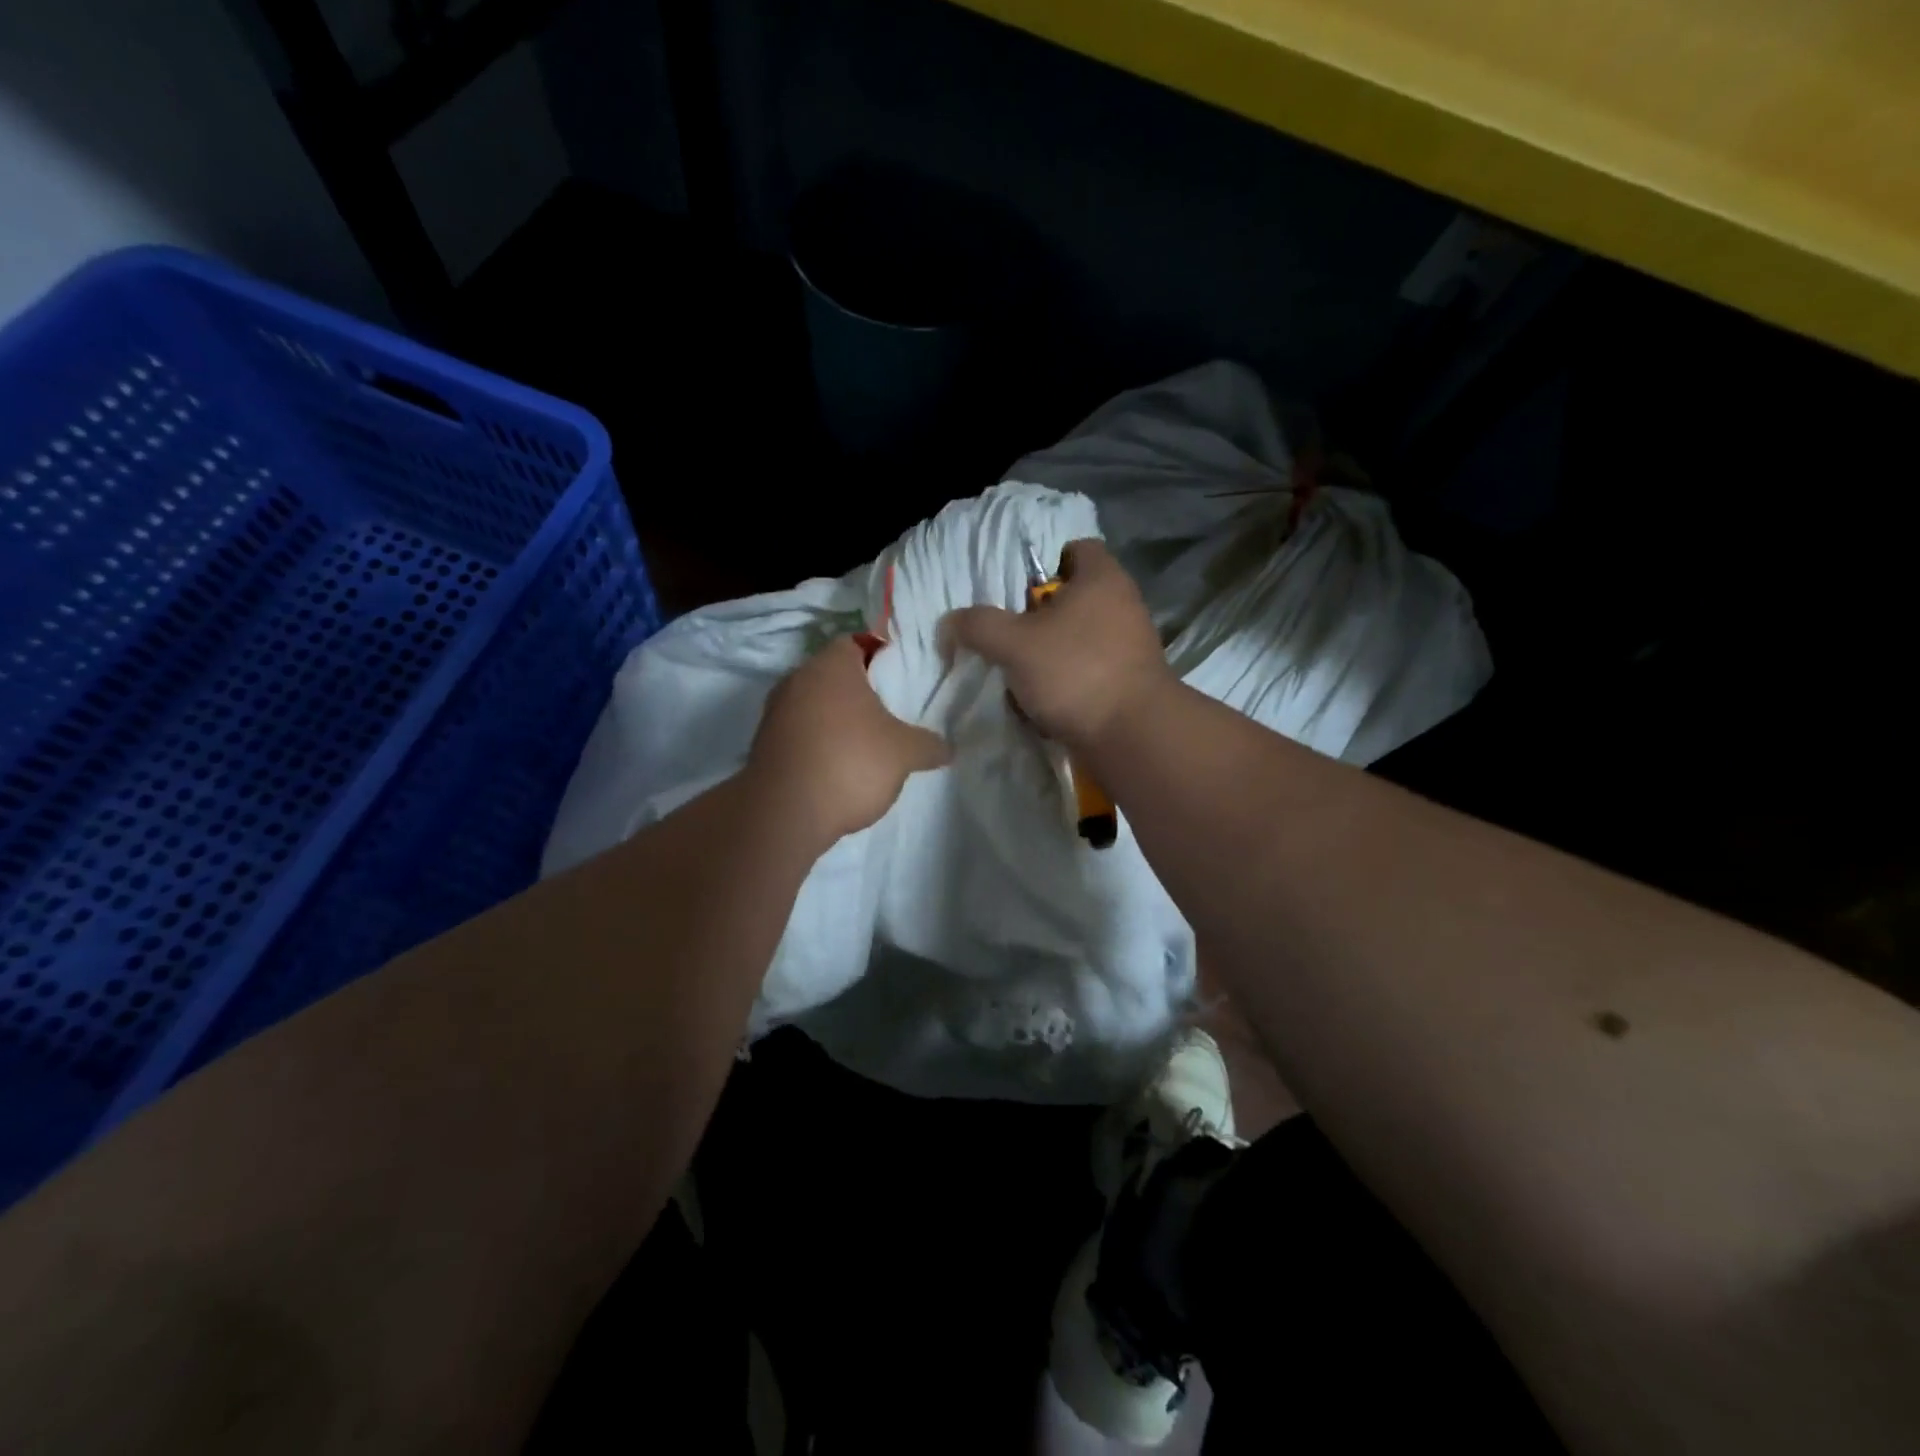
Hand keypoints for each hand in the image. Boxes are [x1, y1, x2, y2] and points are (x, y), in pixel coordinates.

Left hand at [746, 635, 950, 843]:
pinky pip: (798, 734)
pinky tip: (837, 770)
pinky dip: (816, 745)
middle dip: (857, 693)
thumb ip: (928, 745)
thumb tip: (947, 748)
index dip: (878, 658)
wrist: (786, 812)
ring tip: (864, 747)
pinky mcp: (763, 745)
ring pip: (813, 706)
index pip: (855, 644)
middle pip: (833, 676)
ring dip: (835, 721)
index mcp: (831, 665)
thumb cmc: (851, 762)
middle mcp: (796, 679)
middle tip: (887, 715)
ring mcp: (774, 713)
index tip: (897, 682)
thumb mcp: (905, 753)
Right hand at [946, 538, 1171, 751]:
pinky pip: (1088, 671)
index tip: (1016, 591)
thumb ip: (979, 626)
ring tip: (1019, 675)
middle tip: (1009, 636)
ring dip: (1047, 655)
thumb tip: (950, 622)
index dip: (1043, 564)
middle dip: (1037, 618)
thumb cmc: (1075, 672)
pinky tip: (1043, 703)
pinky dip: (1066, 683)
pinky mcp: (1129, 681)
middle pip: (1071, 598)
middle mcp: (1122, 604)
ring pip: (1076, 639)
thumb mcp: (1014, 644)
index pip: (1075, 548)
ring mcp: (1130, 645)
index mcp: (1102, 578)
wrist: (1132, 736)